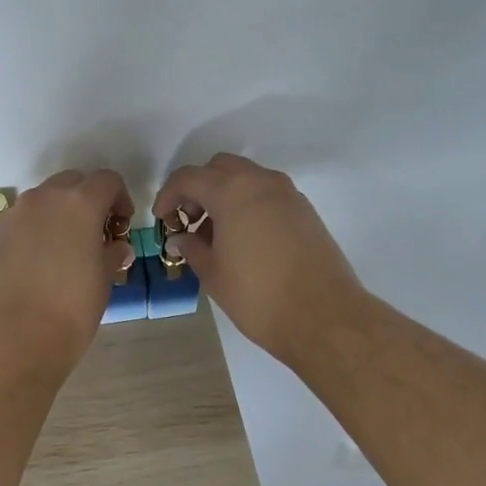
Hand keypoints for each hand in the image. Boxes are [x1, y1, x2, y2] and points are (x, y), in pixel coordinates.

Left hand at [0, 170, 133, 368]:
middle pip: (72, 183)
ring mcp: (14, 215)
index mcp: (79, 203)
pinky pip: (22, 221)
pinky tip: (38, 264)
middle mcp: (44, 199)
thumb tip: (116, 247)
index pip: (106, 180)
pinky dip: (35, 231)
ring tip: (66, 251)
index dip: (120, 198)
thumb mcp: (103, 281)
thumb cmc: (70, 311)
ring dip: (59, 214)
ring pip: (43, 201)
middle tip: (95, 234)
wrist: (11, 341)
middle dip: (87, 201)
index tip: (121, 225)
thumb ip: (111, 254)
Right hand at [153, 154, 367, 366]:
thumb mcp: (213, 274)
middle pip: (219, 168)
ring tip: (215, 234)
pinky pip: (267, 194)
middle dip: (198, 188)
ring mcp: (288, 194)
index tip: (161, 218)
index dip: (168, 195)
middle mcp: (261, 182)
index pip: (189, 178)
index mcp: (232, 191)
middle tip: (189, 220)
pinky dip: (248, 204)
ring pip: (247, 178)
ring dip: (225, 195)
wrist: (324, 317)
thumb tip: (180, 239)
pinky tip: (244, 239)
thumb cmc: (258, 296)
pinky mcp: (305, 211)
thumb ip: (192, 248)